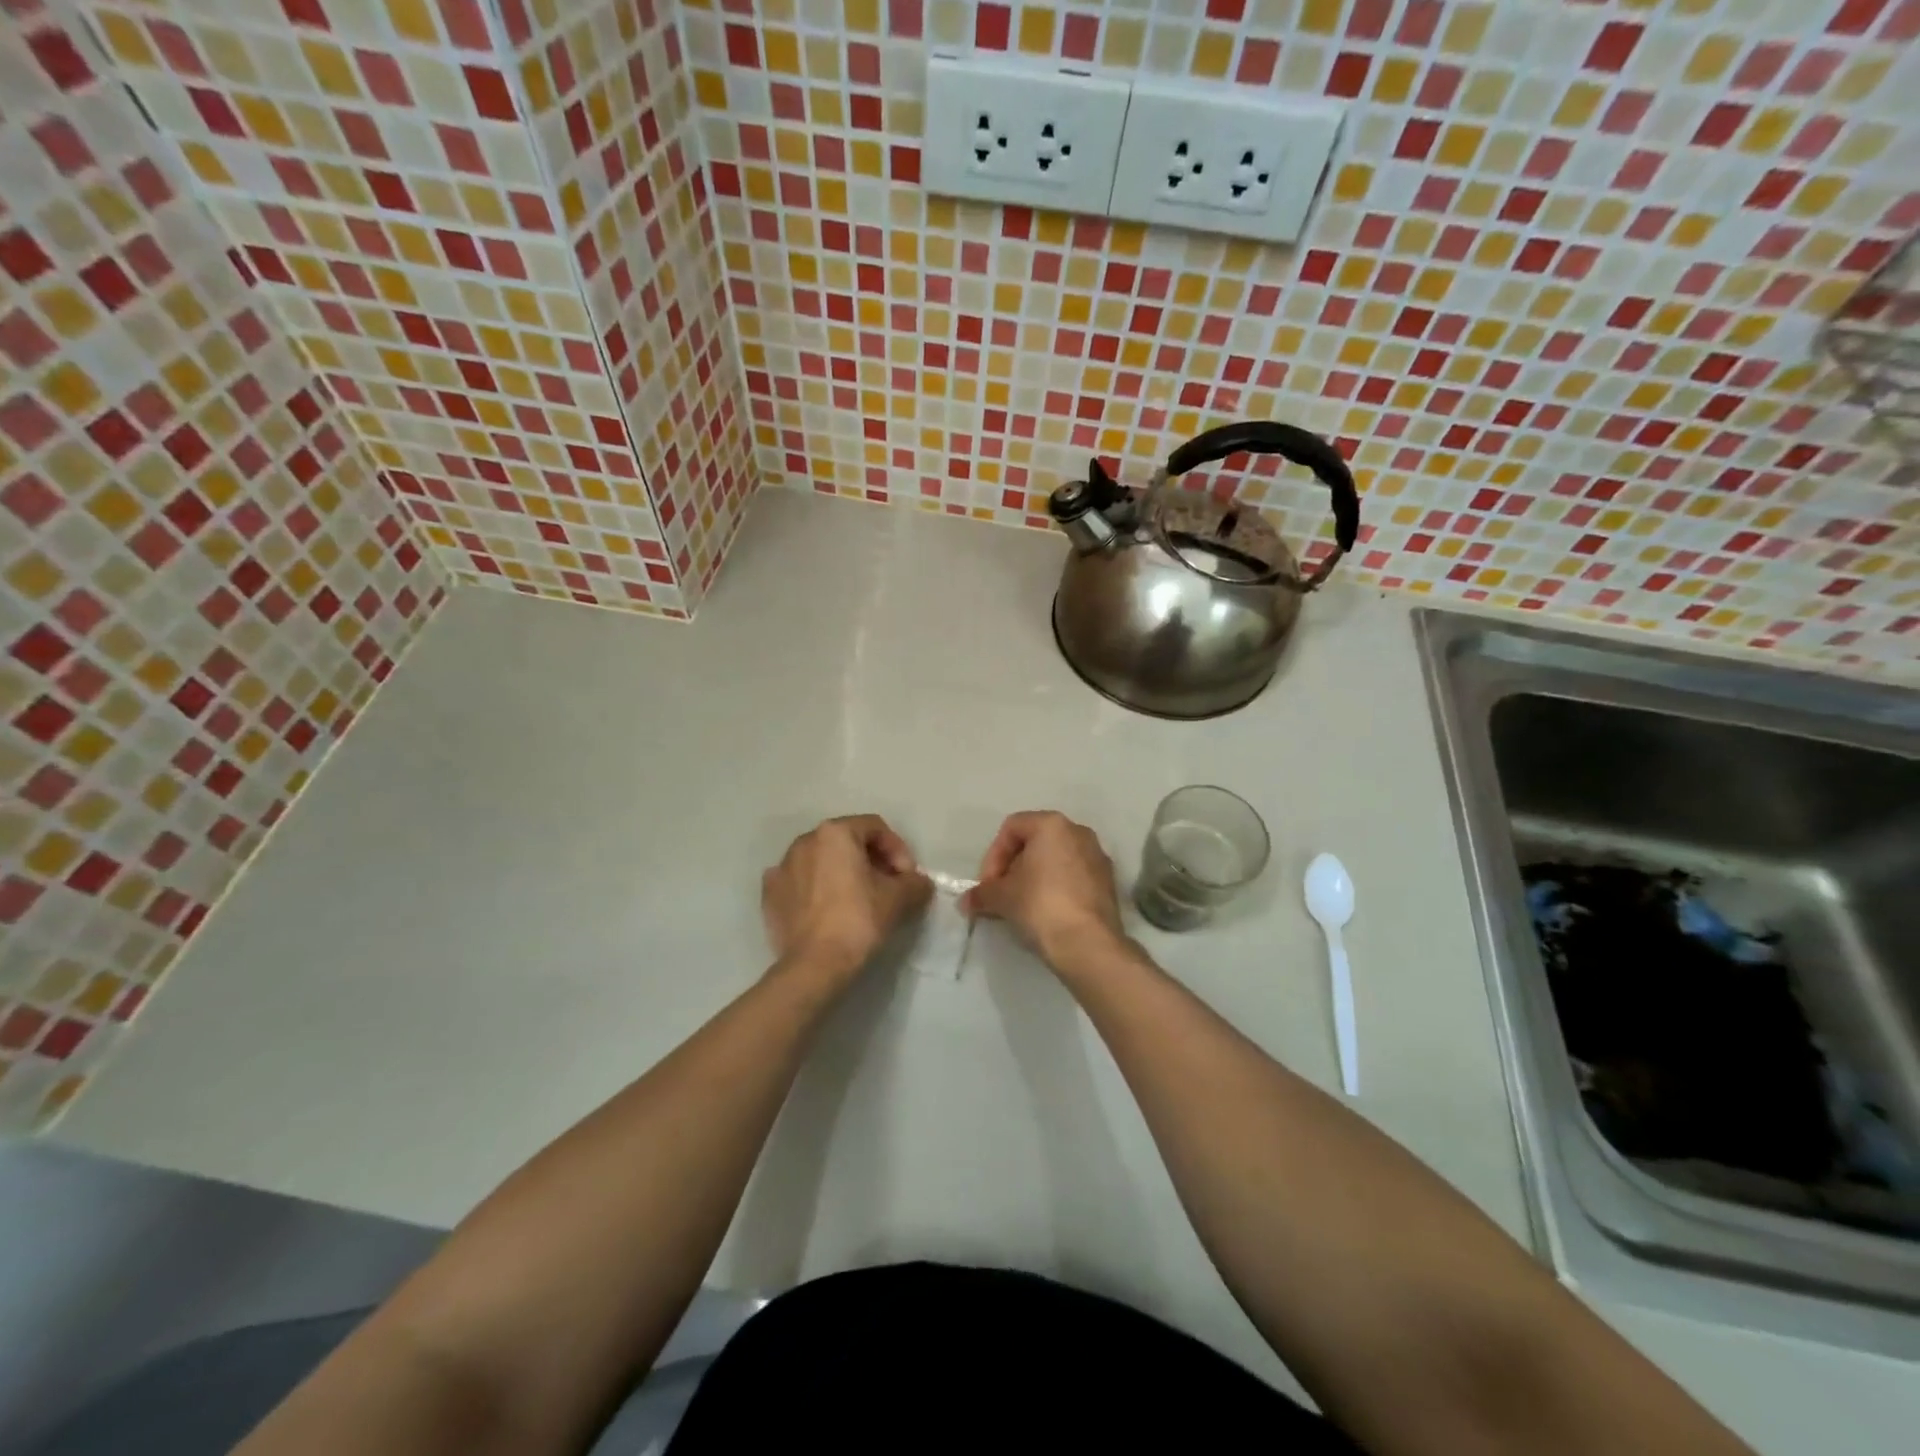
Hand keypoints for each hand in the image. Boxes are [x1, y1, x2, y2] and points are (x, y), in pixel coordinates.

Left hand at [762, 815, 931, 988]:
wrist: (814, 965)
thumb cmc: (859, 920)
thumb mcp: (899, 899)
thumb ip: (915, 882)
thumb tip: (919, 882)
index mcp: (835, 832)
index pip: (876, 828)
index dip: (898, 850)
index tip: (907, 877)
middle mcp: (804, 841)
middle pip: (847, 841)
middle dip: (870, 860)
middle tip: (887, 886)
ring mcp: (782, 867)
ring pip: (821, 860)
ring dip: (842, 873)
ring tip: (857, 900)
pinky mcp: (769, 894)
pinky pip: (800, 882)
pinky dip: (816, 889)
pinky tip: (827, 911)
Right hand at [962, 811, 1125, 969]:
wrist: (1088, 944)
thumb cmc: (1040, 906)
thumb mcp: (1001, 898)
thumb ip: (981, 894)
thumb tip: (966, 901)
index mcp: (1052, 825)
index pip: (1011, 828)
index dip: (993, 856)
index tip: (988, 885)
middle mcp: (1078, 832)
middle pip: (1035, 842)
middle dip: (1013, 867)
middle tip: (1001, 894)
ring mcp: (1097, 856)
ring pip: (1056, 859)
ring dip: (1034, 878)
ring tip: (1022, 906)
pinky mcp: (1108, 882)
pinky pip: (1074, 876)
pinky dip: (1056, 888)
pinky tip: (1046, 913)